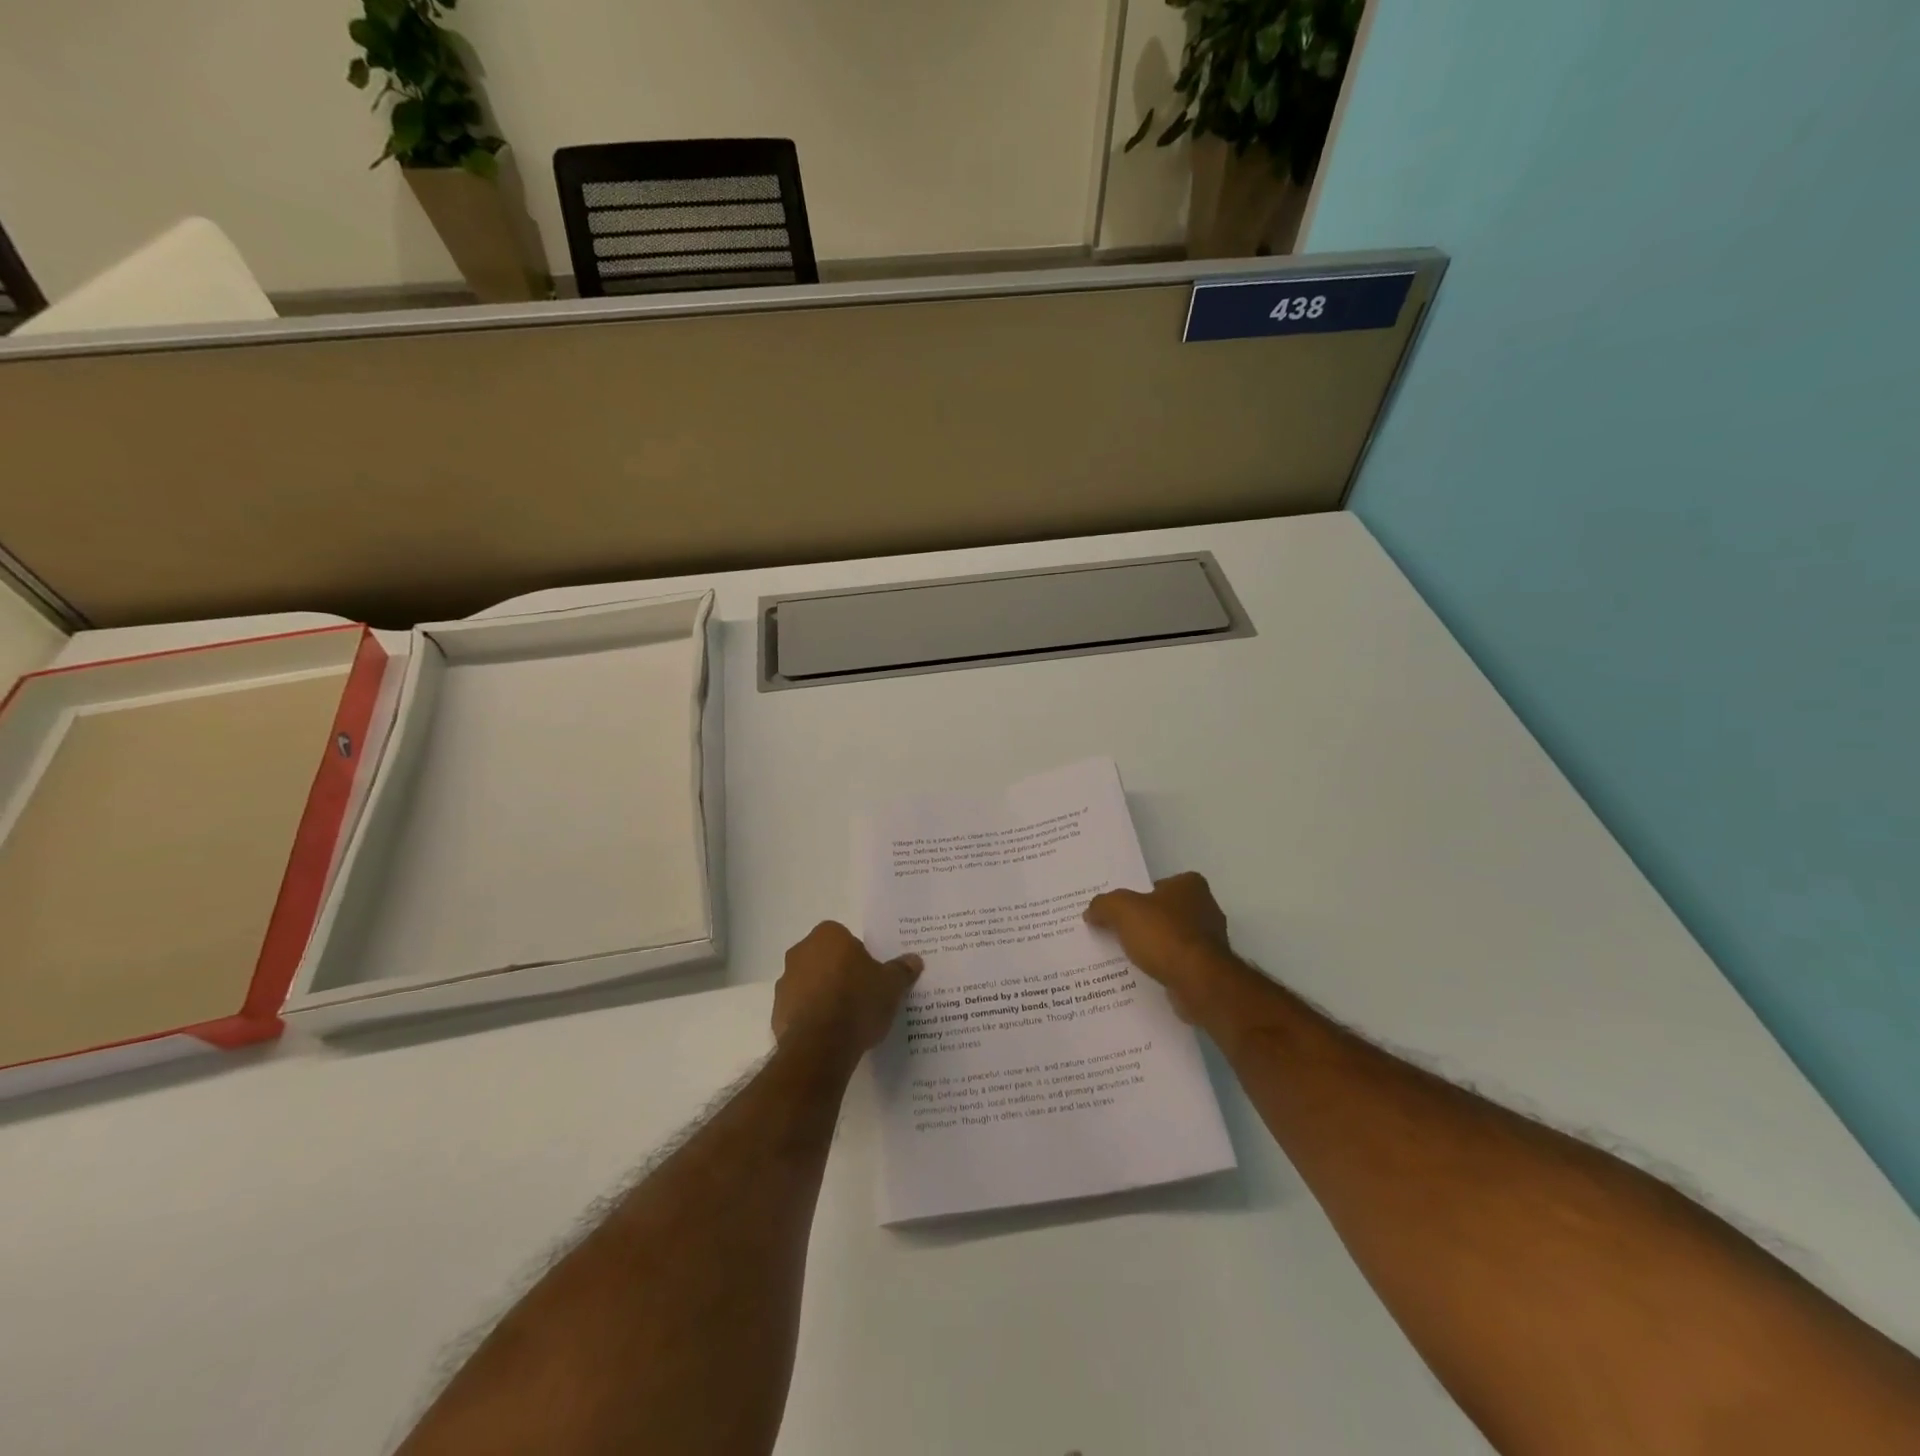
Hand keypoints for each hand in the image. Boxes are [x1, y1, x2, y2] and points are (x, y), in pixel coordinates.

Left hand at [773, 921, 921, 1055]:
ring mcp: (785, 983)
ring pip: (810, 984)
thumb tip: (914, 960)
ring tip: (846, 1021)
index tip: (871, 977)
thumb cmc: (858, 1001)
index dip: (859, 958)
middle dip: (839, 974)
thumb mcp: (891, 985)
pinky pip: (800, 1010)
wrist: (821, 1045)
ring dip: (823, 996)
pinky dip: (812, 1019)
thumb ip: (901, 969)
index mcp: (828, 936)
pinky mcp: (776, 1012)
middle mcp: (801, 952)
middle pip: (825, 959)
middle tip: (861, 996)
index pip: (846, 939)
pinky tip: (829, 1036)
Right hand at [1085, 872, 1234, 1021]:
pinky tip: (1145, 974)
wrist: (1198, 982)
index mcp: (1190, 885)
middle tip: (1117, 932)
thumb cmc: (1163, 935)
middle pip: (1165, 912)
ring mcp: (1211, 941)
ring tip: (1126, 956)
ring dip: (1154, 947)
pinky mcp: (1210, 969)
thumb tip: (1092, 912)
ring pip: (1172, 938)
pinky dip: (1164, 967)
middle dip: (1145, 922)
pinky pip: (1178, 962)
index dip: (1139, 895)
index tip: (1120, 910)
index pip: (1159, 884)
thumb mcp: (1122, 910)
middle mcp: (1206, 908)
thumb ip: (1104, 905)